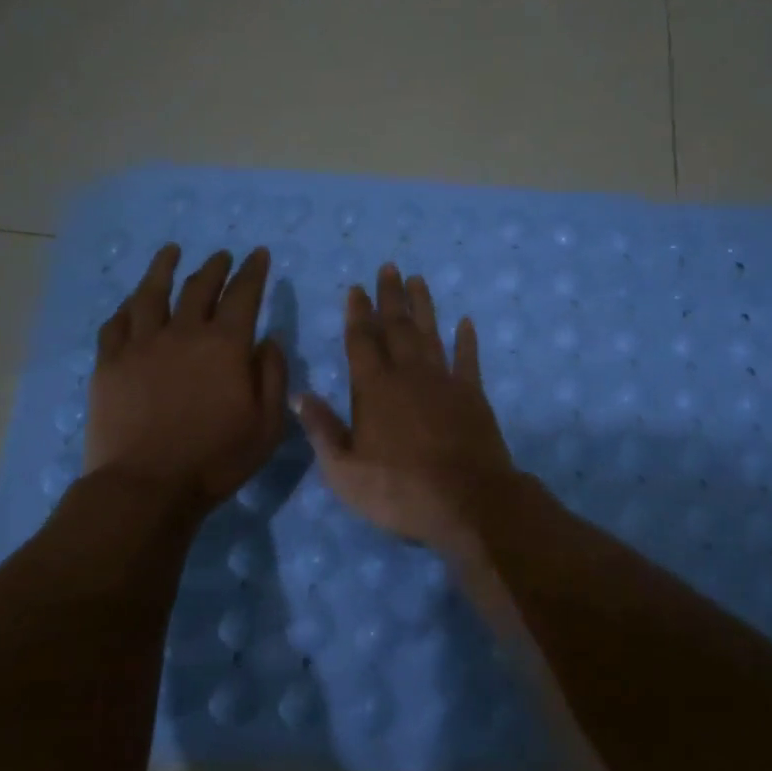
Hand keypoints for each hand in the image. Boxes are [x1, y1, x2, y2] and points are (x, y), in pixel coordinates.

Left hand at [84, 244, 287, 511]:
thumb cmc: (216, 459)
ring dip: (164, 268)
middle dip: (215, 267)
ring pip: (151, 293)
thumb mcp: (267, 424)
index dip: (253, 271)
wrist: (146, 487)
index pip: (243, 294)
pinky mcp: (109, 363)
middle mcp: (183, 332)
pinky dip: (127, 307)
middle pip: (199, 286)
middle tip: (222, 255)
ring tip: (171, 252)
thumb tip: (268, 339)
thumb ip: (272, 375)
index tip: (259, 254)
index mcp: (225, 345)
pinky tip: (131, 302)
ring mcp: (141, 345)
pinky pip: (116, 323)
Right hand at [296, 263, 518, 557]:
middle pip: (397, 327)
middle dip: (390, 296)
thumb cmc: (399, 490)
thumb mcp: (344, 471)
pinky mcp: (473, 395)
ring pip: (431, 334)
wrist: (467, 502)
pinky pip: (468, 359)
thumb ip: (321, 430)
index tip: (356, 288)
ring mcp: (444, 382)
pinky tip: (465, 322)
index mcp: (374, 389)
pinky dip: (467, 340)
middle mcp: (408, 375)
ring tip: (417, 280)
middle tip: (389, 267)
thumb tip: (298, 395)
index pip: (362, 341)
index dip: (357, 313)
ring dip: (423, 306)